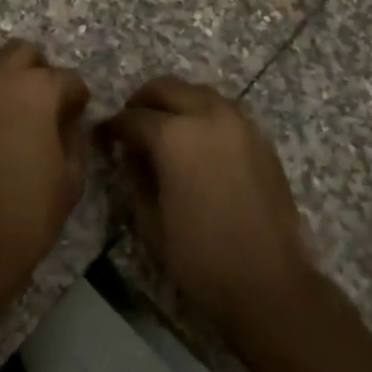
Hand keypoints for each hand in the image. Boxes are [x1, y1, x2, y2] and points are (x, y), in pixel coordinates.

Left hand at [0, 39, 90, 300]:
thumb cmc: (31, 208)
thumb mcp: (72, 175)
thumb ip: (75, 137)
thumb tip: (70, 122)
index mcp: (36, 90)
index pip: (67, 77)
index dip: (78, 96)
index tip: (80, 114)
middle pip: (22, 53)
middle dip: (39, 70)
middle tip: (46, 103)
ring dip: (9, 87)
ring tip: (18, 122)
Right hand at [98, 76, 313, 334]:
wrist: (270, 283)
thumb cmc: (200, 257)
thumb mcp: (150, 220)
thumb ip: (136, 175)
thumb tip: (131, 153)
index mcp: (174, 136)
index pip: (132, 118)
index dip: (111, 127)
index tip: (102, 138)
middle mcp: (208, 116)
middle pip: (166, 88)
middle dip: (142, 102)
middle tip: (130, 125)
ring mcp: (239, 123)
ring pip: (198, 93)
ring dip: (176, 103)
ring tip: (163, 130)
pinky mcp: (260, 138)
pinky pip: (224, 110)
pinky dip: (203, 114)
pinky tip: (196, 143)